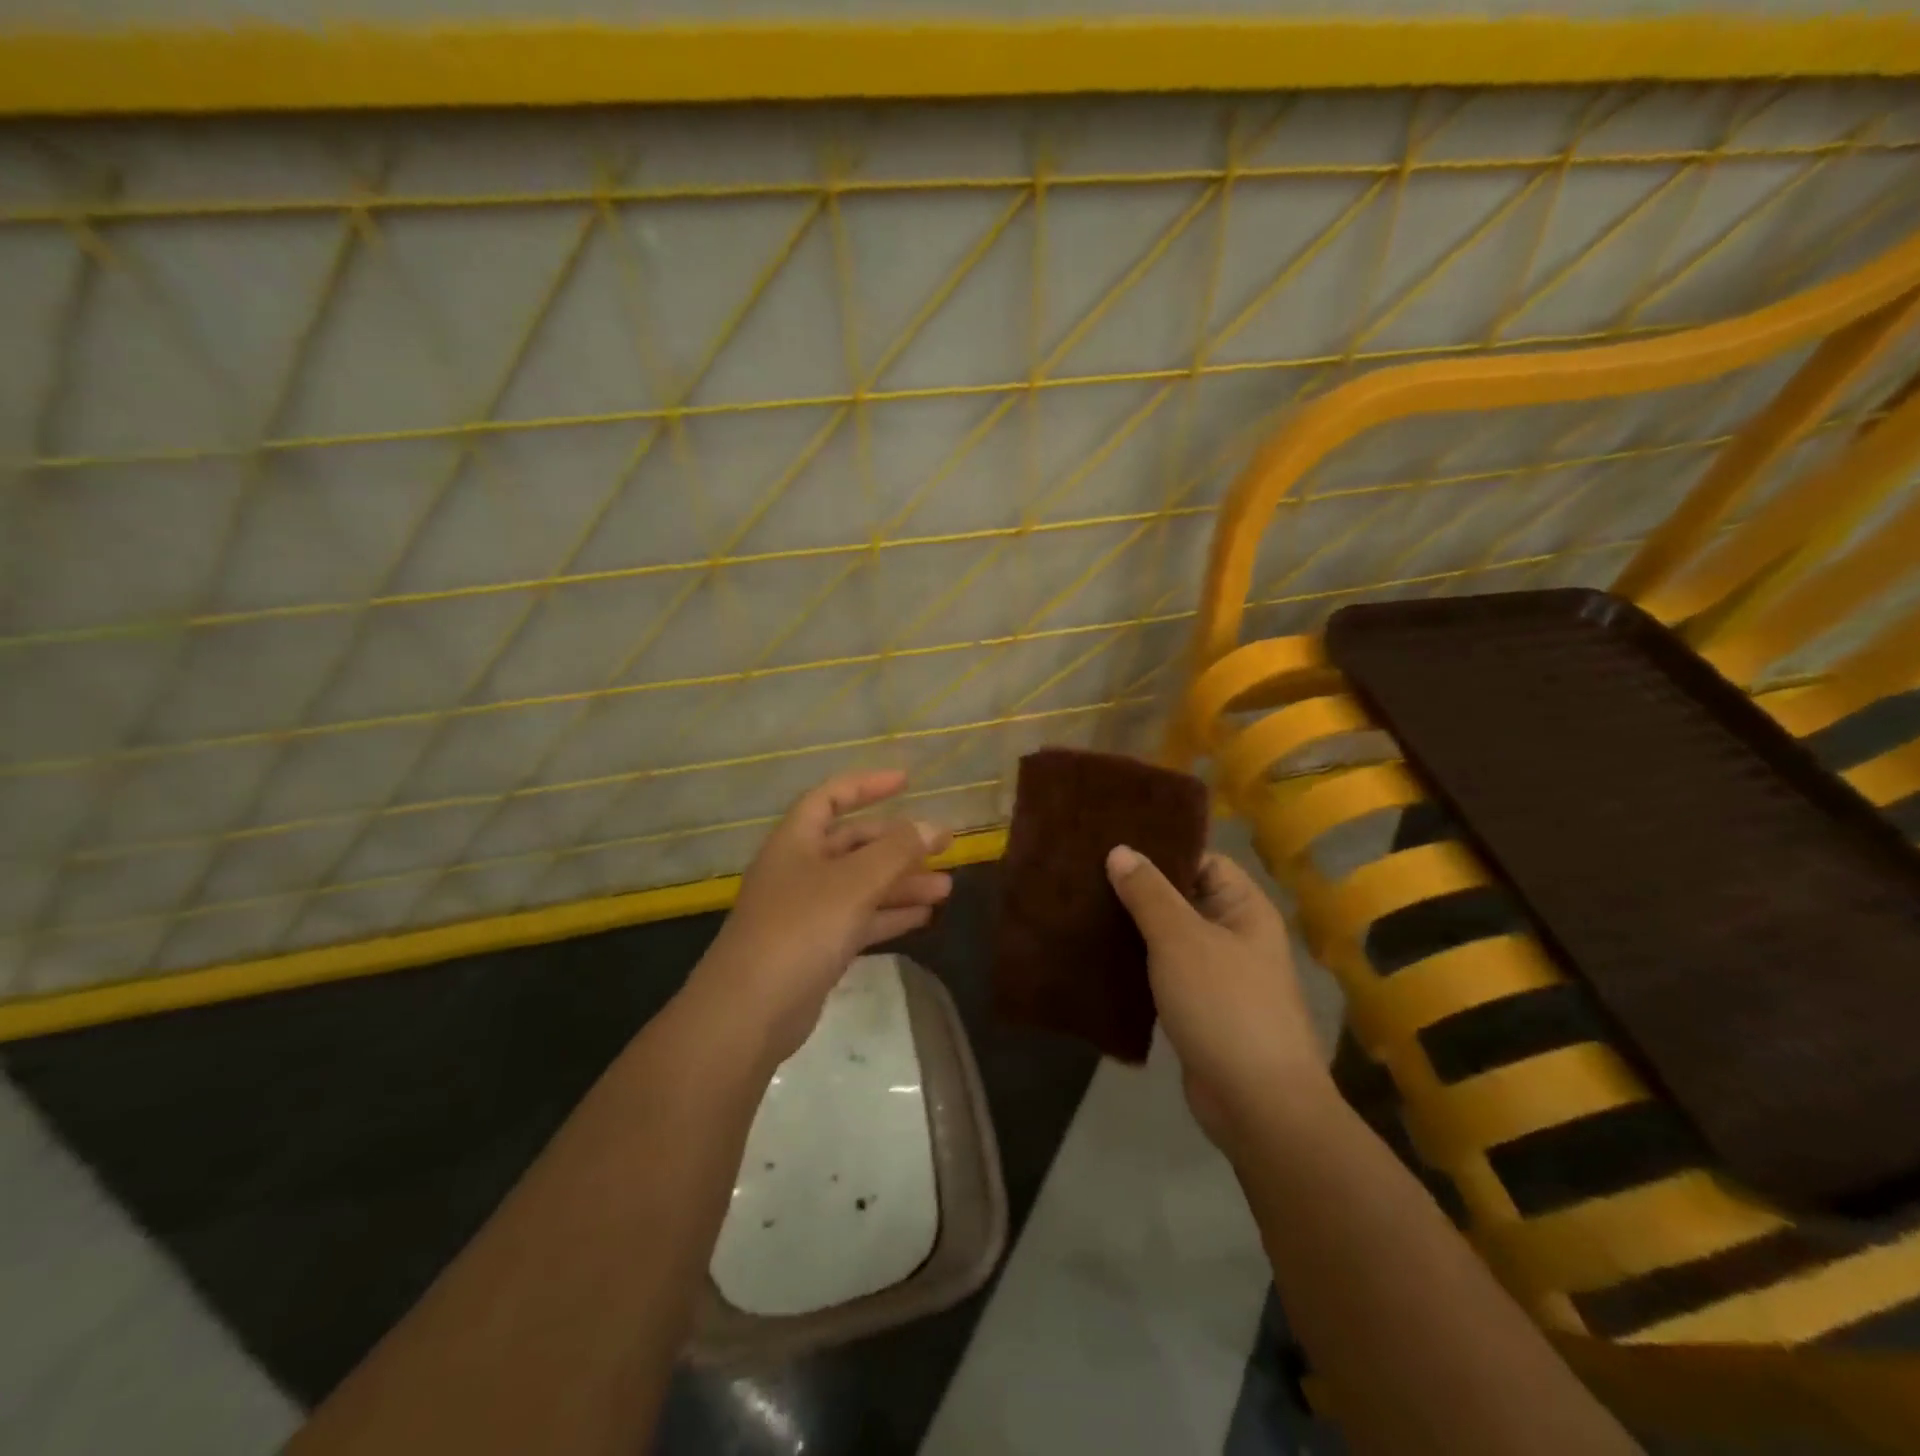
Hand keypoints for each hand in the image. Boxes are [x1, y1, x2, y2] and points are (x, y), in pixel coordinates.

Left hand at [693, 770, 952, 1063]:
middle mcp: (799, 869)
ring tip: (946, 887)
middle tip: (943, 847)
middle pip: (853, 844)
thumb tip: (933, 826)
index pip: (830, 797)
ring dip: (901, 882)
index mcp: (796, 841)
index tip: (907, 781)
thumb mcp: (855, 882)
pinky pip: (859, 919)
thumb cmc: (801, 929)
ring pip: (861, 884)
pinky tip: (924, 916)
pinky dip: (889, 915)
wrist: (750, 1011)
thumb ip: (897, 851)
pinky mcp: (815, 947)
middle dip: (898, 844)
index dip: (867, 785)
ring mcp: (806, 910)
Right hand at [1106, 846, 1328, 1145]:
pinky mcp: (1199, 1008)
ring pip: (1169, 937)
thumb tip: (1120, 850)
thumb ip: (1148, 893)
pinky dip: (1137, 963)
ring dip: (1134, 928)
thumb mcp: (1180, 939)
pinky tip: (1098, 955)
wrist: (1257, 1104)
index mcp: (1243, 908)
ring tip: (1083, 909)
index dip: (1161, 849)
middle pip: (1182, 897)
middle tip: (1085, 874)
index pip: (1202, 860)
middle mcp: (1235, 935)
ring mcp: (1218, 975)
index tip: (1112, 842)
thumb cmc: (1224, 1005)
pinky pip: (1164, 972)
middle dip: (1138, 889)